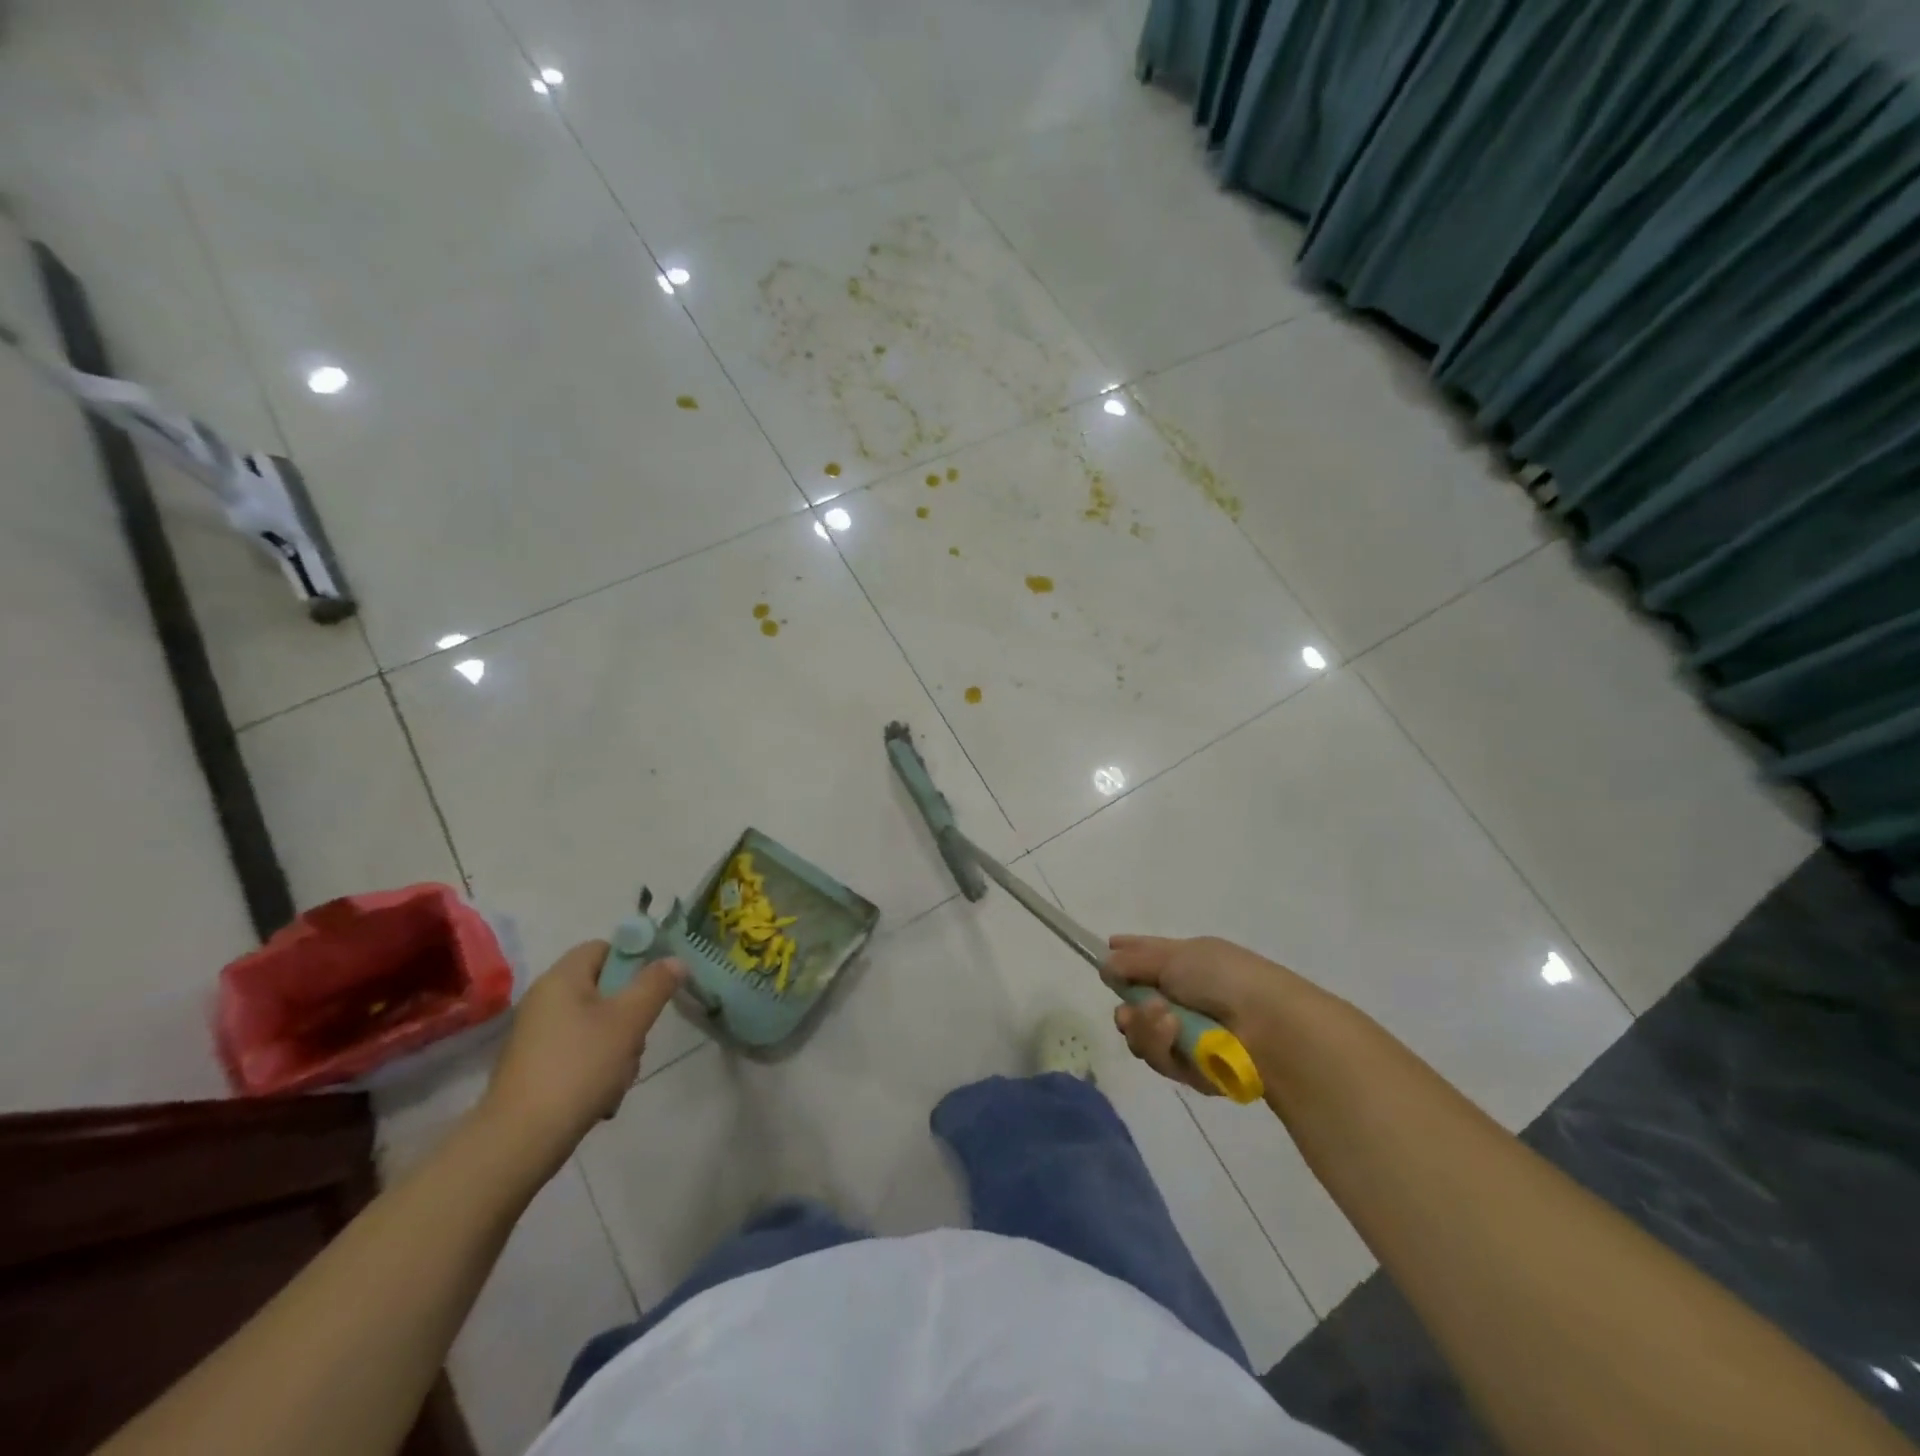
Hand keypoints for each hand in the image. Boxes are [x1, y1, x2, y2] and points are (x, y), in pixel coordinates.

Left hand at [479, 941, 684, 1159]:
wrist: (520, 1140)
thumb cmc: (579, 1066)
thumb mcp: (629, 1021)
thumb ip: (655, 985)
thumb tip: (674, 960)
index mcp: (562, 978)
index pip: (604, 948)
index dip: (633, 961)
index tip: (653, 989)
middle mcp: (545, 1000)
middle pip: (605, 989)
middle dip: (630, 1015)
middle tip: (637, 1039)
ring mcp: (538, 1036)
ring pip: (597, 1025)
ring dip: (619, 1047)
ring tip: (620, 1077)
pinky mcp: (536, 1069)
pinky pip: (580, 1054)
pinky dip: (597, 1069)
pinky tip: (604, 1096)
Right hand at [1106, 935, 1297, 1094]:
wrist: (1271, 1026)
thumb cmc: (1225, 978)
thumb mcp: (1177, 957)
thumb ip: (1135, 961)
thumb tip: (1106, 961)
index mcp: (1185, 964)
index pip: (1146, 958)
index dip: (1124, 958)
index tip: (1104, 956)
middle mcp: (1184, 999)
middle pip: (1135, 1006)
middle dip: (1127, 1010)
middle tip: (1129, 1011)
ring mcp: (1188, 1036)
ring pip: (1142, 1037)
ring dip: (1146, 1028)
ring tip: (1165, 1019)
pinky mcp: (1194, 1070)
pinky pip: (1162, 1060)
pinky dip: (1165, 1047)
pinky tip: (1177, 1037)